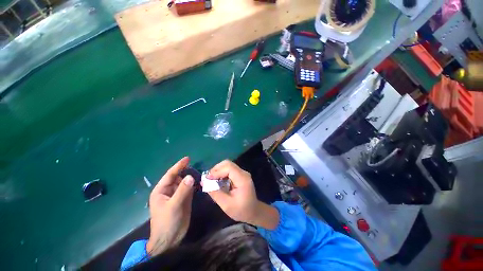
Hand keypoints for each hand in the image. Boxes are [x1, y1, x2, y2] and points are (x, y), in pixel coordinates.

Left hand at [147, 157, 194, 254]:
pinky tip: (199, 181)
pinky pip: (189, 188)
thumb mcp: (174, 206)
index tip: (187, 158)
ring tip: (199, 172)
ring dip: (191, 177)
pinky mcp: (184, 199)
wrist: (170, 239)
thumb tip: (190, 176)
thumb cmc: (167, 222)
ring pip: (184, 182)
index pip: (170, 174)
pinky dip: (194, 184)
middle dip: (186, 171)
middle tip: (196, 165)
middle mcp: (169, 190)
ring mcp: (177, 195)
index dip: (179, 166)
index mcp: (161, 190)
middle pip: (178, 177)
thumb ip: (182, 190)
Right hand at [206, 160, 278, 228]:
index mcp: (242, 179)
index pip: (229, 168)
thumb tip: (204, 183)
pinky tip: (217, 180)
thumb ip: (215, 193)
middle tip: (208, 178)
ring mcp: (242, 173)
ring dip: (218, 170)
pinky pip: (229, 169)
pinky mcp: (240, 174)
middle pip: (228, 163)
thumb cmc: (241, 210)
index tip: (207, 179)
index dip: (217, 171)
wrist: (254, 211)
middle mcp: (243, 173)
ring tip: (211, 179)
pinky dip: (221, 172)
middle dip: (216, 169)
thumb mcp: (226, 205)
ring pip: (228, 165)